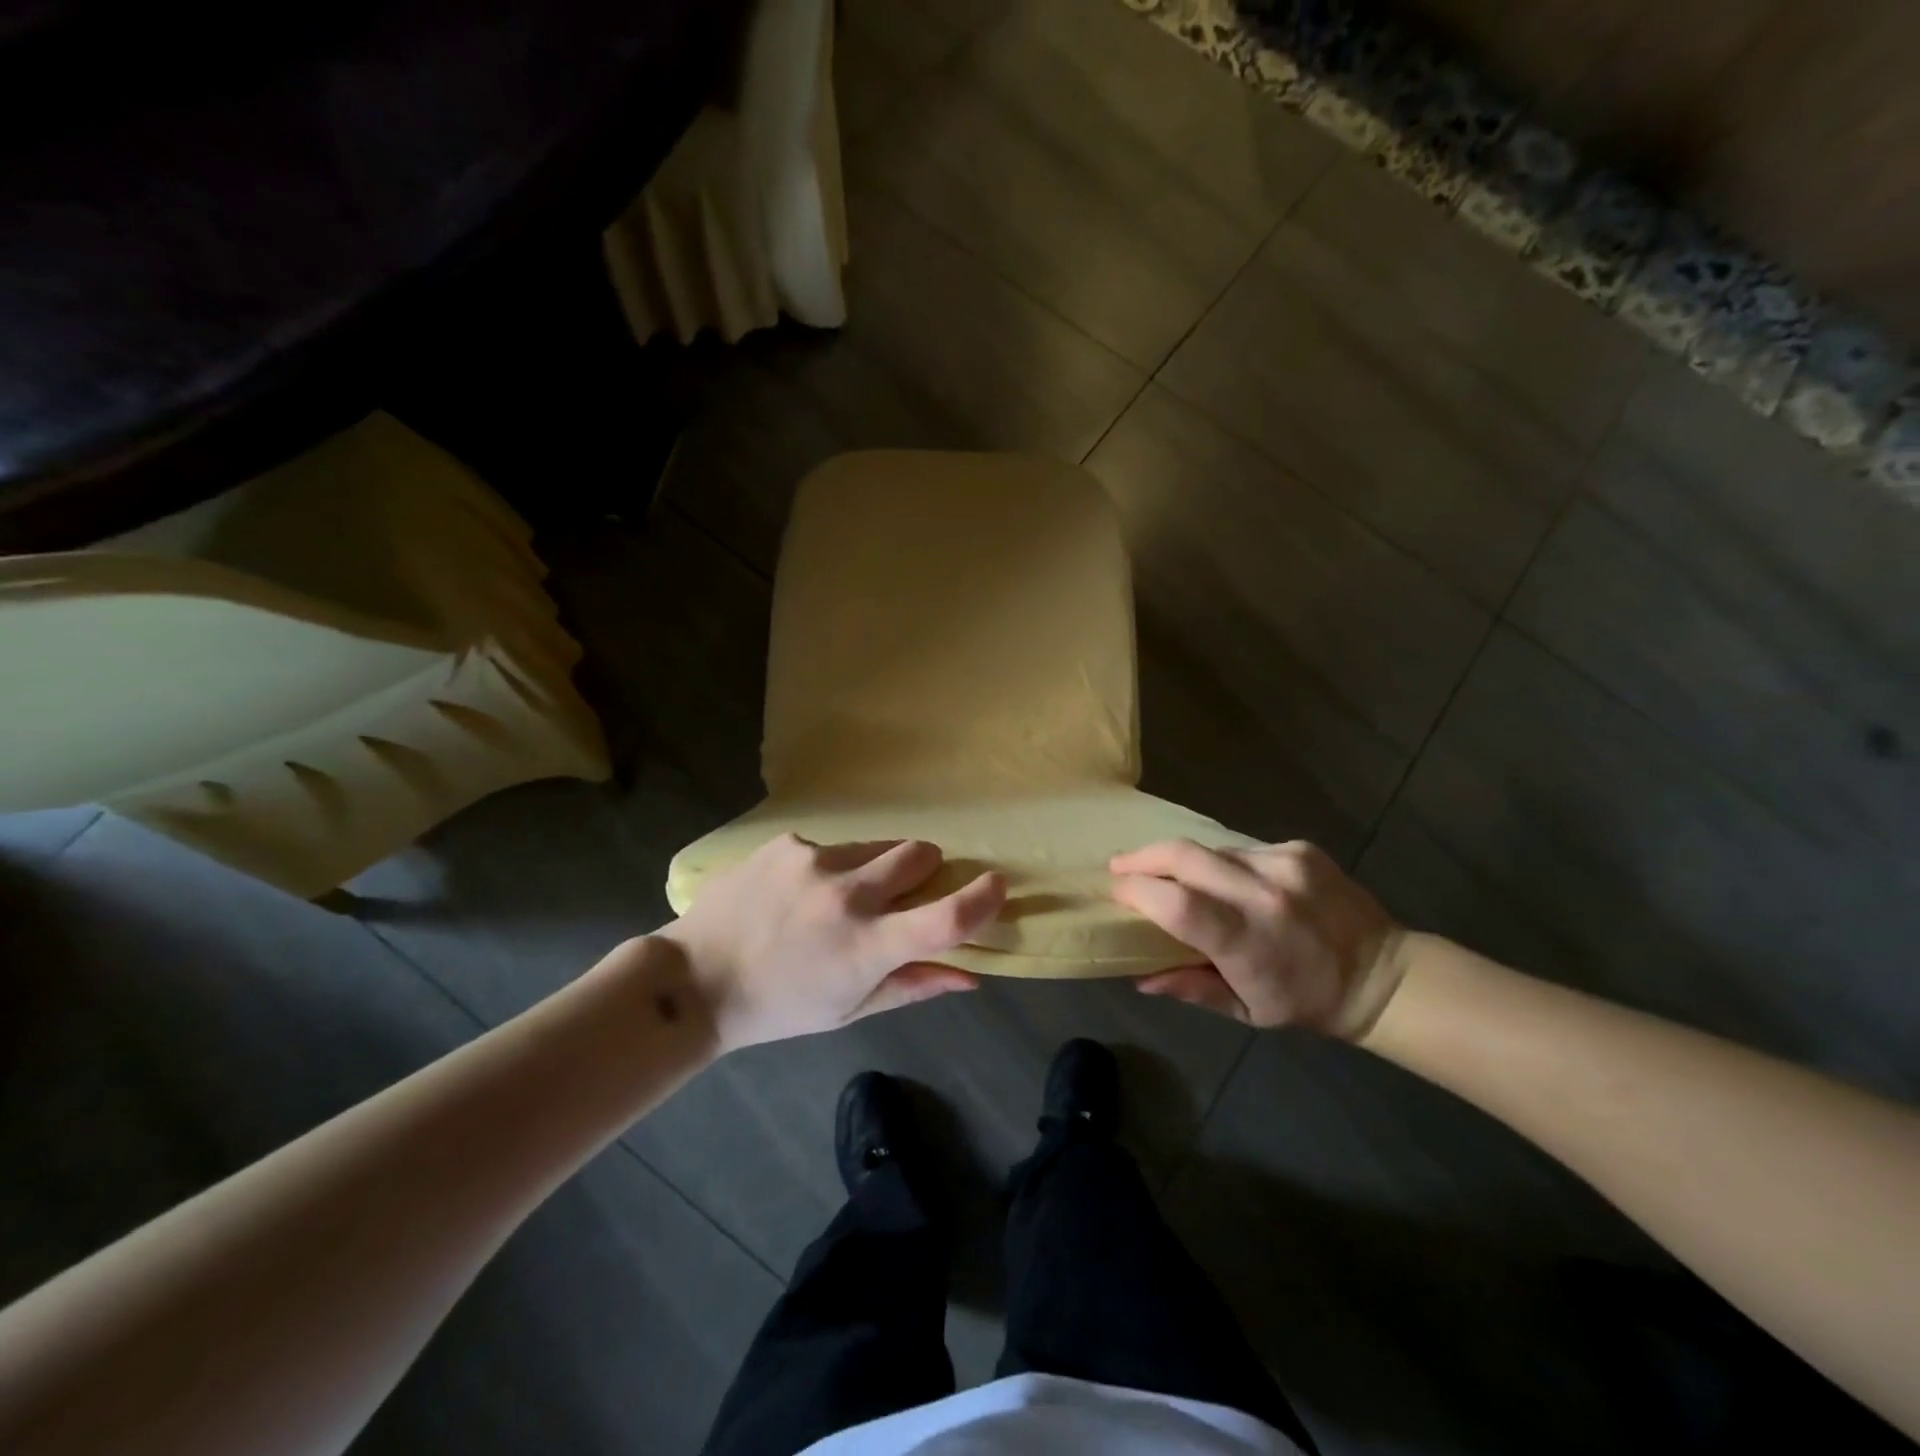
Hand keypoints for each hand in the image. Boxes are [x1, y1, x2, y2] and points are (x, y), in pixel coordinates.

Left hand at [659, 834, 1004, 1050]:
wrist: (695, 980)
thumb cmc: (780, 1007)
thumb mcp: (850, 1008)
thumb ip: (914, 985)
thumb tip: (971, 975)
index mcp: (867, 947)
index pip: (946, 917)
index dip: (983, 898)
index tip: (997, 885)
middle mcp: (847, 895)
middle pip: (920, 853)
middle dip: (924, 869)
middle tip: (901, 893)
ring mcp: (814, 861)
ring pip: (877, 846)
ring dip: (875, 867)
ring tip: (836, 898)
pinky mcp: (787, 843)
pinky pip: (832, 845)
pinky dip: (830, 866)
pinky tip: (797, 892)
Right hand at [1111, 839, 1404, 1037]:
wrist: (1383, 974)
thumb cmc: (1306, 1001)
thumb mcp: (1246, 1010)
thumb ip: (1190, 988)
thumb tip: (1139, 977)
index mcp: (1249, 942)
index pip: (1178, 903)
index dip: (1138, 891)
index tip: (1117, 892)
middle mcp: (1265, 894)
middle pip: (1184, 855)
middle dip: (1143, 857)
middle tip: (1120, 865)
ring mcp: (1285, 864)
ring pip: (1210, 849)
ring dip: (1184, 862)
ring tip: (1175, 878)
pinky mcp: (1299, 849)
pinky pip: (1241, 849)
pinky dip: (1223, 863)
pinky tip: (1231, 882)